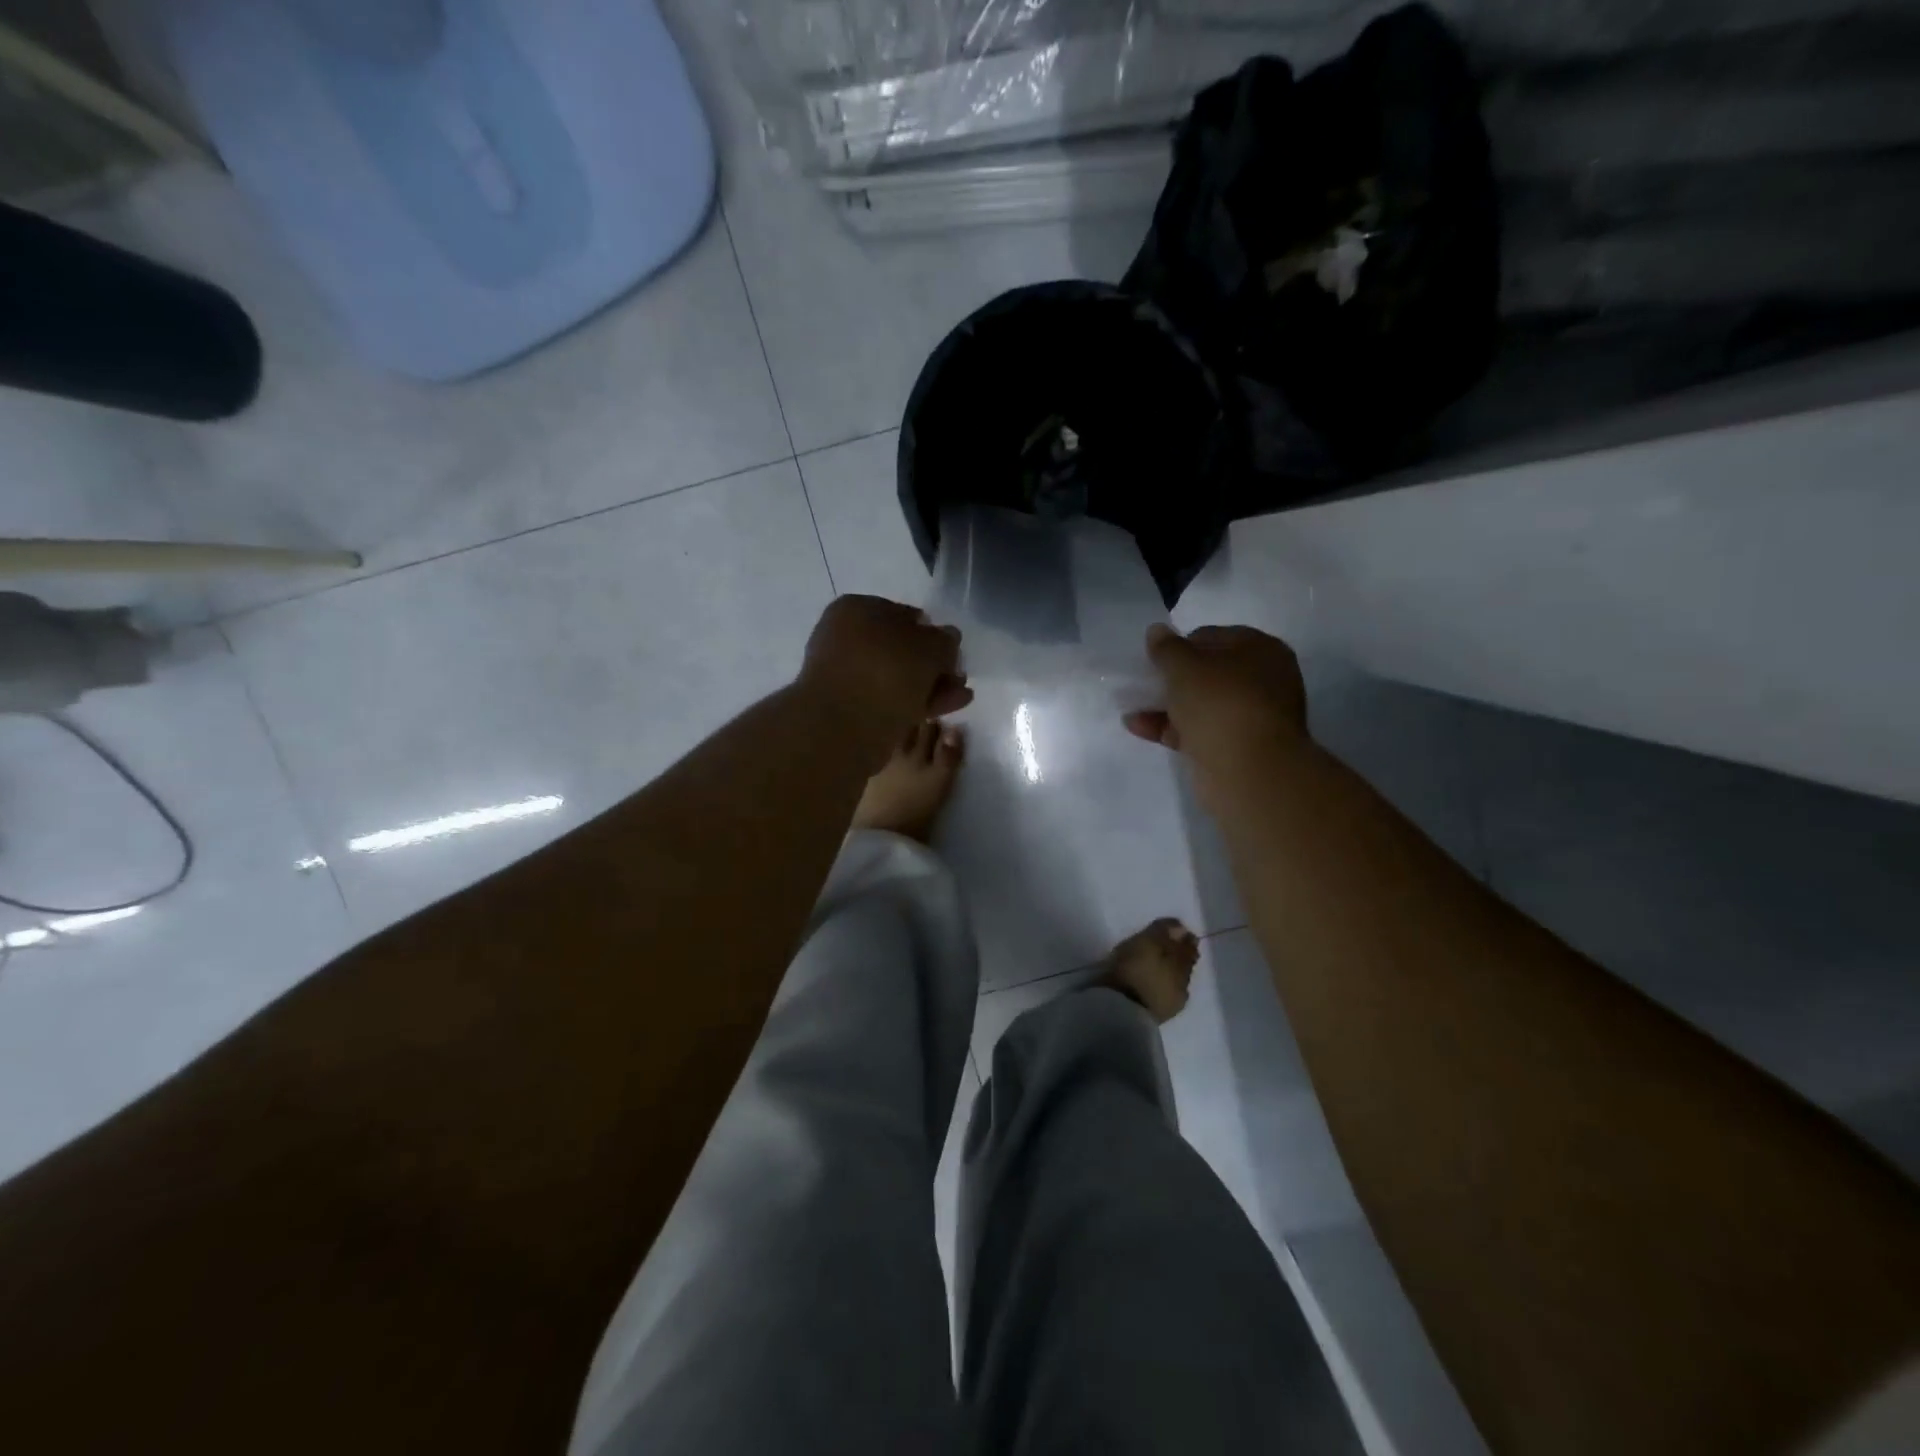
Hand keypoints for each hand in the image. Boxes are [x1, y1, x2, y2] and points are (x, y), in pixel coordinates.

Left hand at [799, 595, 971, 749]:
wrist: (843, 727)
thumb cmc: (886, 671)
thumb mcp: (930, 647)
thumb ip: (945, 641)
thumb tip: (947, 638)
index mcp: (856, 609)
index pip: (904, 614)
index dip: (933, 632)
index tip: (953, 651)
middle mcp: (845, 638)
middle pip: (901, 649)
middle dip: (933, 663)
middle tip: (959, 676)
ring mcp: (845, 676)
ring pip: (897, 677)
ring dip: (930, 684)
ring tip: (961, 695)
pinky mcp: (849, 709)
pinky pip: (889, 699)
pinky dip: (917, 702)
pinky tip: (946, 708)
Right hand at [1123, 624, 1307, 778]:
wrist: (1249, 773)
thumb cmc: (1220, 704)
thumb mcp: (1185, 667)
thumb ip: (1167, 648)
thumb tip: (1158, 631)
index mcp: (1261, 651)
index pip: (1214, 636)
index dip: (1182, 644)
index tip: (1155, 658)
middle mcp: (1262, 681)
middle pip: (1208, 672)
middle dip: (1173, 678)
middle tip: (1144, 680)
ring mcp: (1250, 718)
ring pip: (1201, 704)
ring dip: (1167, 704)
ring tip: (1131, 704)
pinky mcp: (1235, 748)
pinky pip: (1197, 730)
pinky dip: (1170, 727)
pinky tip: (1137, 726)